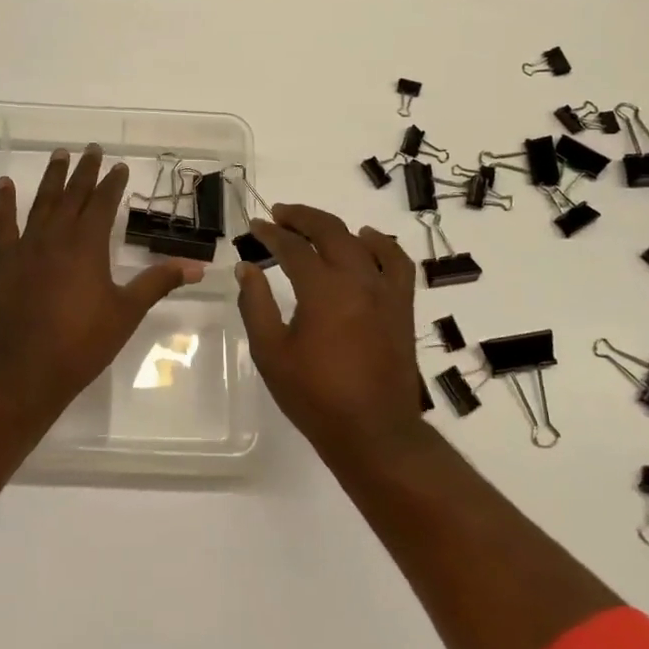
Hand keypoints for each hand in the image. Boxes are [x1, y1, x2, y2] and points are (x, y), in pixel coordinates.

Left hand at [0, 144, 204, 418]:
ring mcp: (26, 247)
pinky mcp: (2, 262)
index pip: (104, 203)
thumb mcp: (126, 312)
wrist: (24, 372)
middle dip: (85, 171)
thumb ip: (158, 283)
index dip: (113, 183)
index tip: (120, 166)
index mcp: (88, 245)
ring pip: (41, 202)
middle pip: (73, 195)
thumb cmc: (82, 344)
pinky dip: (4, 202)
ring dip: (52, 177)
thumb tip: (197, 266)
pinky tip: (5, 184)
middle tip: (92, 148)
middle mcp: (56, 236)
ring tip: (59, 154)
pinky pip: (2, 224)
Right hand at [236, 204, 423, 457]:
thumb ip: (255, 304)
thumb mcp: (271, 353)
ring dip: (333, 227)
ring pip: (360, 241)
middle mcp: (357, 280)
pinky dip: (382, 245)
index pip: (292, 247)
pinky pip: (397, 262)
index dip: (270, 233)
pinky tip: (367, 240)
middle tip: (278, 214)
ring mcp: (384, 291)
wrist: (373, 433)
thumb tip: (247, 267)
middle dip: (300, 217)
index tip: (254, 227)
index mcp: (322, 290)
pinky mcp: (401, 306)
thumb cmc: (315, 396)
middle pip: (329, 231)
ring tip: (313, 225)